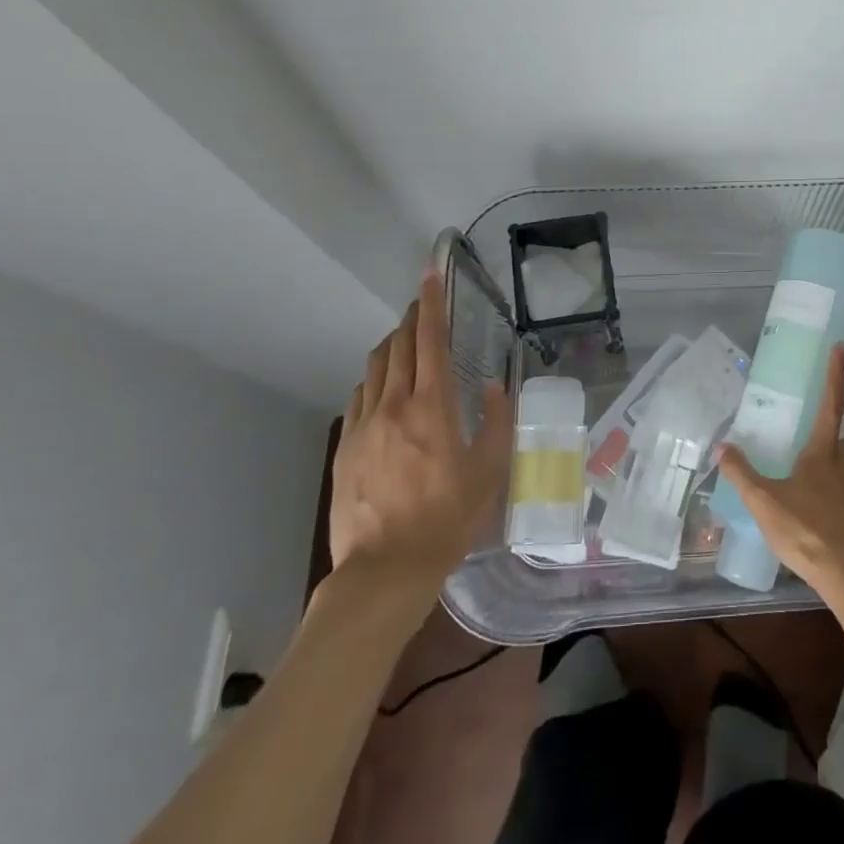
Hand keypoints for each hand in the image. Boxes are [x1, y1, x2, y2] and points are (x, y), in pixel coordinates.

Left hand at [329, 269, 512, 586]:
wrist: (384, 569)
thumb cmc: (447, 519)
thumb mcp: (490, 472)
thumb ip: (498, 421)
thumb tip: (496, 385)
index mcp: (433, 406)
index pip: (431, 340)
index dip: (431, 302)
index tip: (430, 274)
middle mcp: (394, 404)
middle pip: (399, 345)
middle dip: (412, 318)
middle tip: (424, 306)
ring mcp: (364, 424)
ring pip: (375, 366)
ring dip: (393, 345)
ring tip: (408, 343)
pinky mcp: (345, 446)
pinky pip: (360, 396)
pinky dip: (375, 378)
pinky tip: (384, 389)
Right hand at [717, 343, 843, 602]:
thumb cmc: (808, 530)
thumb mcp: (765, 502)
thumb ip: (742, 474)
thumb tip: (723, 447)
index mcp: (824, 451)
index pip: (832, 402)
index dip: (836, 373)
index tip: (843, 346)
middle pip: (836, 440)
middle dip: (821, 439)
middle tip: (800, 446)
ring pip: (841, 468)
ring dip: (825, 470)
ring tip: (800, 486)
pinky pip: (843, 496)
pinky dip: (830, 499)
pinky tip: (813, 517)